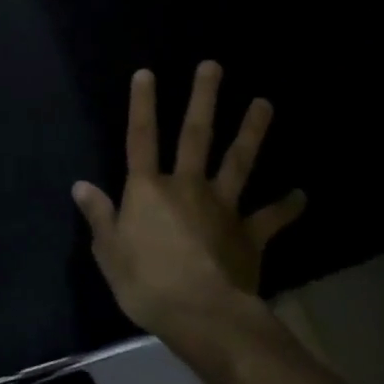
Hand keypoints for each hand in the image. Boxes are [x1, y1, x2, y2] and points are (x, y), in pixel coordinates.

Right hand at [73, 63, 304, 345]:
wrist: (204, 317)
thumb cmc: (148, 283)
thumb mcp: (109, 252)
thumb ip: (99, 216)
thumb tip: (80, 185)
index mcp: (149, 189)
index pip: (141, 138)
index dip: (142, 105)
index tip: (147, 73)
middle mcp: (187, 186)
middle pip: (196, 135)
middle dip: (203, 99)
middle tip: (213, 66)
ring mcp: (223, 207)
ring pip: (239, 162)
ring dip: (252, 131)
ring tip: (265, 103)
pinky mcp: (249, 234)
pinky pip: (271, 218)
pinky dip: (287, 206)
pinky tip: (302, 194)